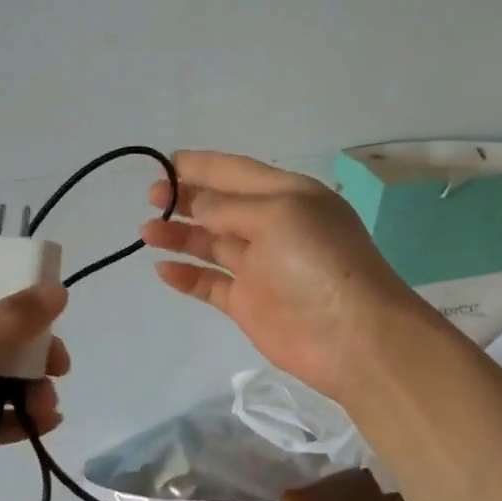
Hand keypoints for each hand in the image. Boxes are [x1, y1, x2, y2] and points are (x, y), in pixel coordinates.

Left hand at [0, 287, 69, 500]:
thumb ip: (10, 322)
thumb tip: (57, 289)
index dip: (20, 301)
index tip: (56, 314)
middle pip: (1, 340)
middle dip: (34, 354)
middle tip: (59, 368)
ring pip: (3, 381)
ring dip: (32, 390)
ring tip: (46, 408)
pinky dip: (21, 419)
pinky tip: (45, 425)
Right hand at [141, 150, 429, 403]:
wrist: (355, 337)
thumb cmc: (319, 262)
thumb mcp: (277, 214)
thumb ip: (230, 207)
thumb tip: (199, 205)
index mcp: (288, 196)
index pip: (237, 171)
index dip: (202, 166)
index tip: (164, 163)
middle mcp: (273, 226)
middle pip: (221, 206)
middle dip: (186, 198)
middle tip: (152, 197)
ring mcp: (260, 267)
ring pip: (211, 243)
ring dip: (180, 235)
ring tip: (146, 231)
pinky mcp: (249, 304)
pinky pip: (210, 284)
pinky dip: (186, 276)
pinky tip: (163, 269)